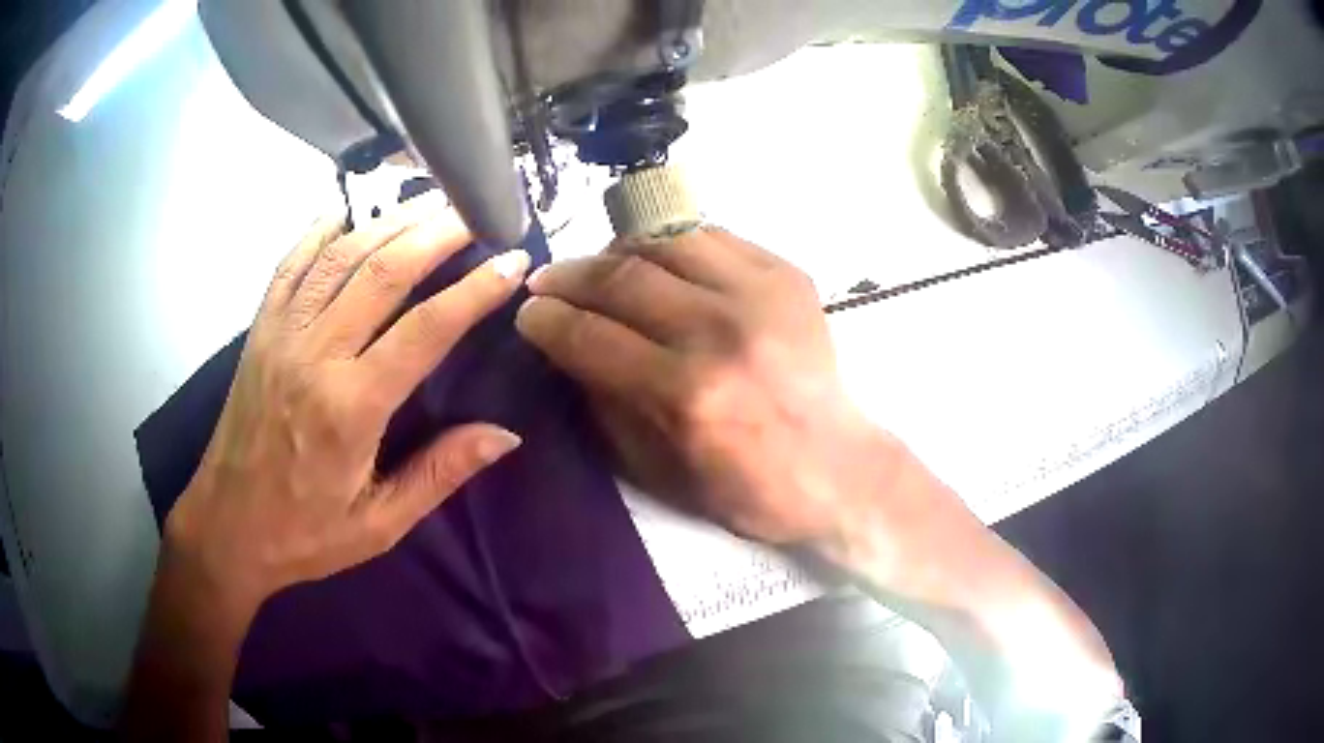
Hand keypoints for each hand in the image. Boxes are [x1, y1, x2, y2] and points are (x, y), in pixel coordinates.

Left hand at [166, 195, 529, 612]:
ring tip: (429, 201)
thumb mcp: (379, 524)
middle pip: (384, 272)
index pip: (426, 329)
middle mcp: (315, 355)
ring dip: (389, 221)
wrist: (227, 527)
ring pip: (341, 256)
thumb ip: (440, 474)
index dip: (476, 290)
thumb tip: (505, 435)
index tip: (513, 260)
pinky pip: (292, 264)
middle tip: (477, 209)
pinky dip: (321, 230)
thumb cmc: (304, 534)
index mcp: (351, 407)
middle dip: (437, 232)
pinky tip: (349, 210)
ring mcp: (281, 334)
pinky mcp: (260, 330)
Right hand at [515, 227, 884, 544]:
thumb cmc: (748, 488)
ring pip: (664, 242)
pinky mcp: (787, 276)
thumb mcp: (660, 470)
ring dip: (616, 251)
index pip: (590, 336)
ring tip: (599, 268)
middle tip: (547, 283)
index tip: (526, 314)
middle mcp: (720, 332)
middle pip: (621, 278)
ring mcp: (760, 295)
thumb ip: (606, 404)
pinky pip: (711, 237)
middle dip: (569, 276)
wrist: (838, 468)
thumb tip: (566, 350)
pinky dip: (670, 244)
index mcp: (686, 394)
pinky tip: (656, 261)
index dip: (546, 321)